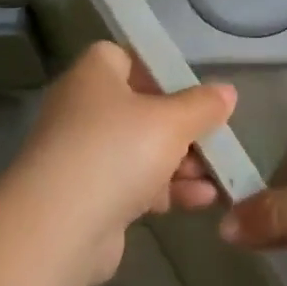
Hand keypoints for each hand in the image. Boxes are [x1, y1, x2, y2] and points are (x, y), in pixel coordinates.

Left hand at [4, 42, 233, 285]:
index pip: (124, 57)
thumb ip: (202, 105)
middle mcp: (82, 110)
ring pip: (140, 150)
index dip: (159, 69)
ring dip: (181, 162)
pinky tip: (202, 200)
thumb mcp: (172, 121)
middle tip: (215, 138)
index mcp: (93, 76)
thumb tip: (226, 92)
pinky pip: (134, 184)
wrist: (60, 228)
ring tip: (217, 175)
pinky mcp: (88, 197)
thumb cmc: (117, 151)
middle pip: (140, 107)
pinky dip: (165, 189)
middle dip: (182, 126)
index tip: (192, 89)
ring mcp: (83, 156)